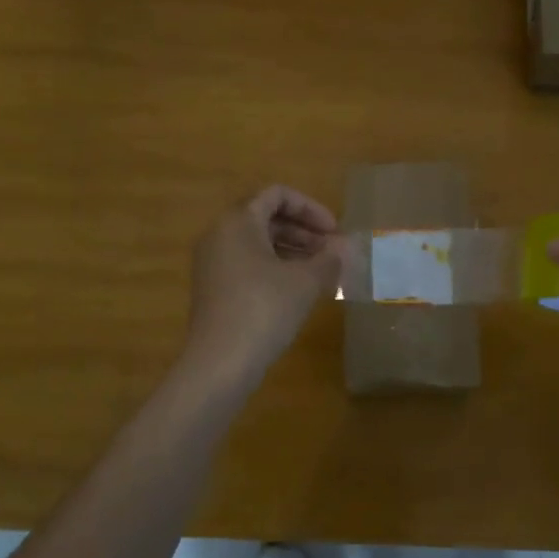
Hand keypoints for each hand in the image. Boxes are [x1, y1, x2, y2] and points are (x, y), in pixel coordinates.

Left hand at [183, 186, 344, 384]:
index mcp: (238, 221)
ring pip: (258, 243)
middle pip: (266, 217)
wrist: (220, 363)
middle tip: (333, 252)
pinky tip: (299, 291)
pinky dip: (276, 268)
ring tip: (322, 272)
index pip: (277, 195)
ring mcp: (213, 263)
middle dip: (304, 231)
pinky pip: (248, 264)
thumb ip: (329, 259)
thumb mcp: (305, 282)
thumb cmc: (264, 309)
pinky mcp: (214, 289)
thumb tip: (346, 248)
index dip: (311, 208)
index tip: (335, 232)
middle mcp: (220, 234)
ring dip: (293, 251)